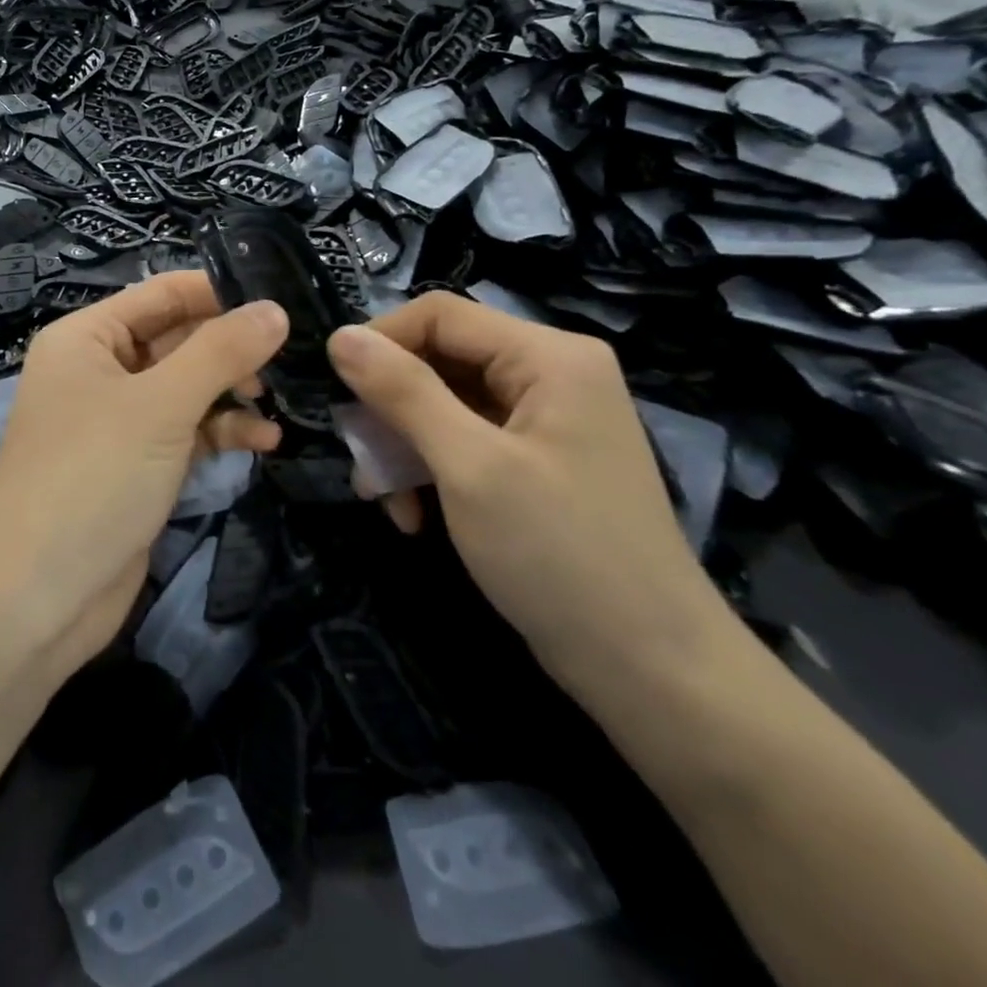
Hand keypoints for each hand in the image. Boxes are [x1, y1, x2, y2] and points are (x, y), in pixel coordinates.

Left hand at [0, 272, 287, 677]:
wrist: (36, 596)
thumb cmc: (92, 477)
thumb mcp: (160, 405)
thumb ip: (220, 352)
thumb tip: (274, 309)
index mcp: (88, 338)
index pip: (162, 293)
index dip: (220, 293)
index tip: (282, 301)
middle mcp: (100, 370)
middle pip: (178, 339)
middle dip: (232, 348)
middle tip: (292, 356)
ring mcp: (118, 421)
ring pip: (187, 388)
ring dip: (232, 393)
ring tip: (277, 403)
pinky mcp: (137, 466)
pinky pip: (186, 432)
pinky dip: (221, 432)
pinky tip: (264, 441)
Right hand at [326, 295, 733, 699]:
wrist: (651, 672)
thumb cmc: (560, 555)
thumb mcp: (470, 467)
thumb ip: (403, 392)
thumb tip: (341, 336)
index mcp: (548, 356)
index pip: (440, 315)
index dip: (380, 342)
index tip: (335, 390)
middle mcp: (549, 375)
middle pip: (440, 361)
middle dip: (390, 409)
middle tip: (359, 459)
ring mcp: (543, 421)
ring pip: (444, 405)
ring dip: (404, 447)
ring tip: (382, 500)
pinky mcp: (534, 462)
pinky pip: (463, 442)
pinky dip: (431, 471)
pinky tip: (414, 517)